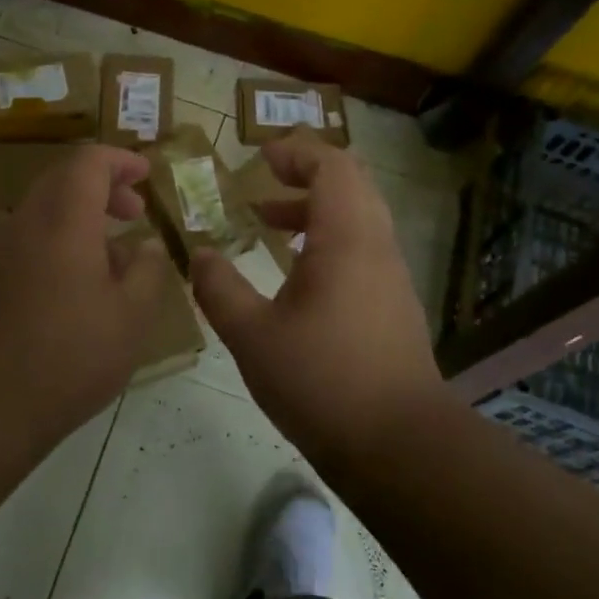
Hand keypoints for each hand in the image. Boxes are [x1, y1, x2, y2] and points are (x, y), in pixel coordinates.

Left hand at [0, 145, 171, 444]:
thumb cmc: (68, 358)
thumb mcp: (131, 318)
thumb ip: (147, 270)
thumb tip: (146, 245)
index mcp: (63, 221)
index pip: (89, 162)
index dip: (120, 160)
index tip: (147, 174)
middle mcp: (25, 223)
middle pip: (62, 179)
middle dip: (103, 185)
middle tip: (135, 212)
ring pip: (43, 209)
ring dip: (80, 214)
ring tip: (113, 255)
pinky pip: (27, 238)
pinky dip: (58, 239)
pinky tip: (76, 284)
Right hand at [190, 134, 443, 463]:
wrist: (400, 446)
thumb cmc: (322, 381)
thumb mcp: (252, 336)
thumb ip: (220, 289)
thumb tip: (198, 255)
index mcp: (346, 238)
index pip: (332, 166)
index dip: (296, 152)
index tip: (260, 158)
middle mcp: (376, 245)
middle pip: (351, 182)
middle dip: (306, 172)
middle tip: (265, 180)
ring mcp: (391, 275)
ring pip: (358, 216)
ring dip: (315, 208)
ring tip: (269, 222)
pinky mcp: (394, 303)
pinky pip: (363, 246)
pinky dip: (329, 238)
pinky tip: (295, 272)